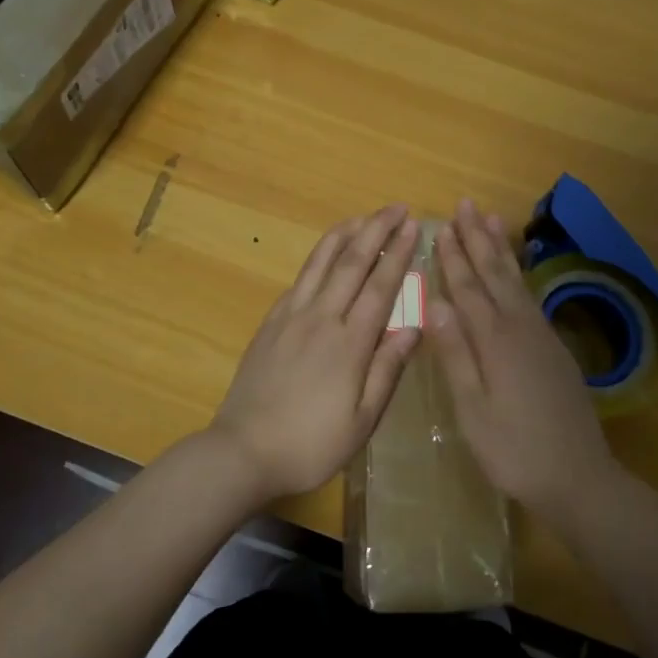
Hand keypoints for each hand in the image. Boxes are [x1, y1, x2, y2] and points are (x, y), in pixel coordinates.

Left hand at [207, 205, 421, 502]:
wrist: (243, 450)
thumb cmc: (310, 444)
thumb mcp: (362, 420)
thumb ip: (387, 369)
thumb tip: (413, 328)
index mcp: (349, 343)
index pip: (380, 286)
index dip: (398, 253)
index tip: (413, 227)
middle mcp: (320, 318)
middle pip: (351, 262)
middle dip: (375, 230)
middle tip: (395, 208)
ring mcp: (290, 317)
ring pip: (320, 263)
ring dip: (343, 234)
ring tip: (362, 217)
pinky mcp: (270, 323)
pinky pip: (299, 280)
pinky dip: (316, 259)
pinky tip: (325, 256)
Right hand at [432, 199, 621, 522]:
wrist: (580, 479)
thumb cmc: (515, 450)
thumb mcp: (473, 410)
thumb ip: (455, 354)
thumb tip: (435, 302)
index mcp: (496, 342)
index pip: (468, 289)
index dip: (453, 258)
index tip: (440, 226)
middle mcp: (521, 329)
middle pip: (495, 275)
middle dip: (477, 239)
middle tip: (465, 205)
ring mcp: (542, 337)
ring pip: (516, 282)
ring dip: (500, 249)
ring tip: (490, 219)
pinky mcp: (555, 350)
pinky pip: (530, 297)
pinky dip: (518, 274)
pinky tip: (514, 271)